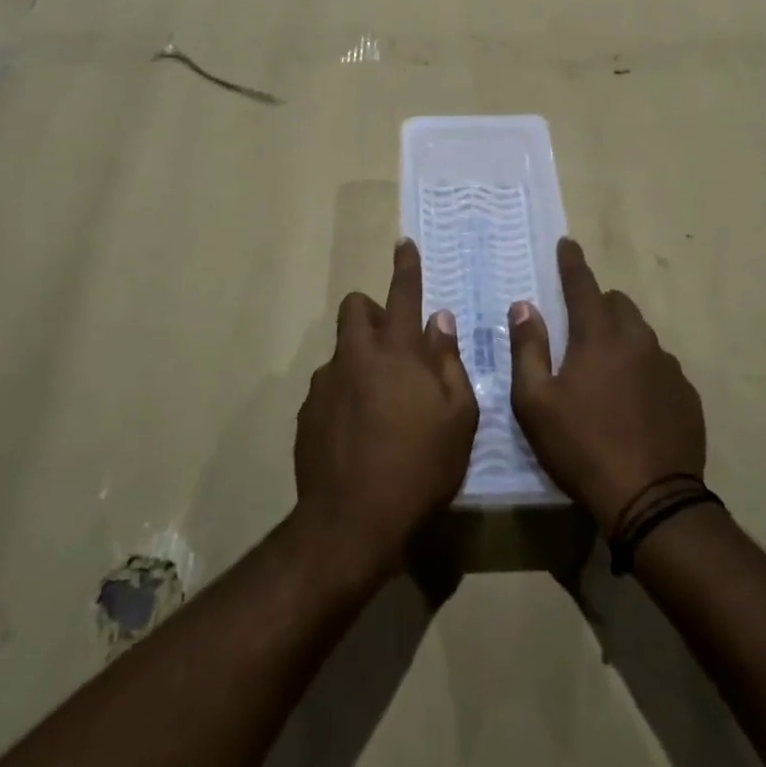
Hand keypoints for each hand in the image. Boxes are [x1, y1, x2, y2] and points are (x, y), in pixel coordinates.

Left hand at [294, 239, 478, 586]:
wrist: (351, 522)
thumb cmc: (419, 467)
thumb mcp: (457, 417)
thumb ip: (449, 362)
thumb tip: (439, 321)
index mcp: (395, 352)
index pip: (402, 295)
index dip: (406, 267)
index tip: (404, 243)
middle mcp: (355, 356)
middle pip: (356, 308)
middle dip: (372, 311)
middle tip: (394, 344)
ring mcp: (326, 384)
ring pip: (342, 350)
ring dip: (361, 359)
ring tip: (381, 404)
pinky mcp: (308, 413)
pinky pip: (330, 387)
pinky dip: (345, 393)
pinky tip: (358, 432)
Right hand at [510, 238, 705, 533]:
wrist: (650, 501)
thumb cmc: (581, 447)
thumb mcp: (535, 402)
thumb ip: (527, 348)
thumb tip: (524, 307)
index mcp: (598, 337)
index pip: (583, 285)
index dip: (572, 262)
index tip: (567, 243)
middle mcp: (638, 341)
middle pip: (618, 304)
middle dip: (598, 304)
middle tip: (580, 328)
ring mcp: (667, 367)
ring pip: (642, 335)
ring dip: (622, 339)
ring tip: (606, 371)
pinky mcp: (686, 395)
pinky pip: (660, 366)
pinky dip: (643, 370)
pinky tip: (634, 401)